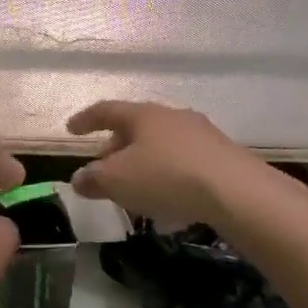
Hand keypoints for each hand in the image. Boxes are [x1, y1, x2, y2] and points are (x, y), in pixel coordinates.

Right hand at [65, 101, 265, 227]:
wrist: (236, 191)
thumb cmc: (166, 176)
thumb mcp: (118, 181)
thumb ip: (94, 179)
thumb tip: (79, 178)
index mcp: (143, 115)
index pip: (106, 110)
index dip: (86, 120)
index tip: (71, 129)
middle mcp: (172, 116)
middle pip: (136, 126)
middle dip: (115, 145)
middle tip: (103, 166)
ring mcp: (201, 134)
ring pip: (161, 143)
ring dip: (142, 161)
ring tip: (134, 185)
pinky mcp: (221, 155)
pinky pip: (182, 160)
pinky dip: (166, 173)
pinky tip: (166, 196)